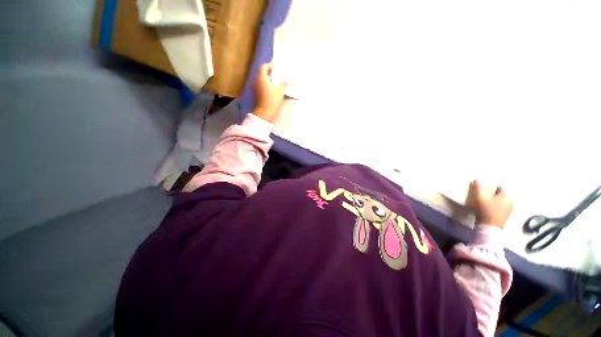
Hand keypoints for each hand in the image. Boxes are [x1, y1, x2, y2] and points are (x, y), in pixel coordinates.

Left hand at [252, 63, 287, 122]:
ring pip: (263, 82)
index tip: (276, 66)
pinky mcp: (258, 96)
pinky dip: (269, 88)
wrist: (265, 113)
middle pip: (263, 74)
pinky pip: (263, 88)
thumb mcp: (280, 91)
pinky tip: (275, 91)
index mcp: (261, 78)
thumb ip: (284, 84)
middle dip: (270, 74)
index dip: (269, 65)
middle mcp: (257, 82)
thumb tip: (287, 80)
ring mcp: (257, 89)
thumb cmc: (272, 100)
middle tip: (278, 74)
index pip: (264, 67)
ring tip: (278, 83)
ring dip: (270, 81)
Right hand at [466, 180, 513, 228]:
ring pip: (502, 201)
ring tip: (487, 202)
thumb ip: (478, 188)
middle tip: (485, 196)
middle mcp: (511, 201)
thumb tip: (477, 179)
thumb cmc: (486, 210)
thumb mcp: (480, 198)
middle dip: (494, 194)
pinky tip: (490, 208)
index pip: (500, 187)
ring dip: (495, 200)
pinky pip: (502, 207)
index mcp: (506, 196)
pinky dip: (497, 206)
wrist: (489, 227)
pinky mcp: (507, 215)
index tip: (484, 190)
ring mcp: (510, 209)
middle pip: (501, 194)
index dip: (491, 187)